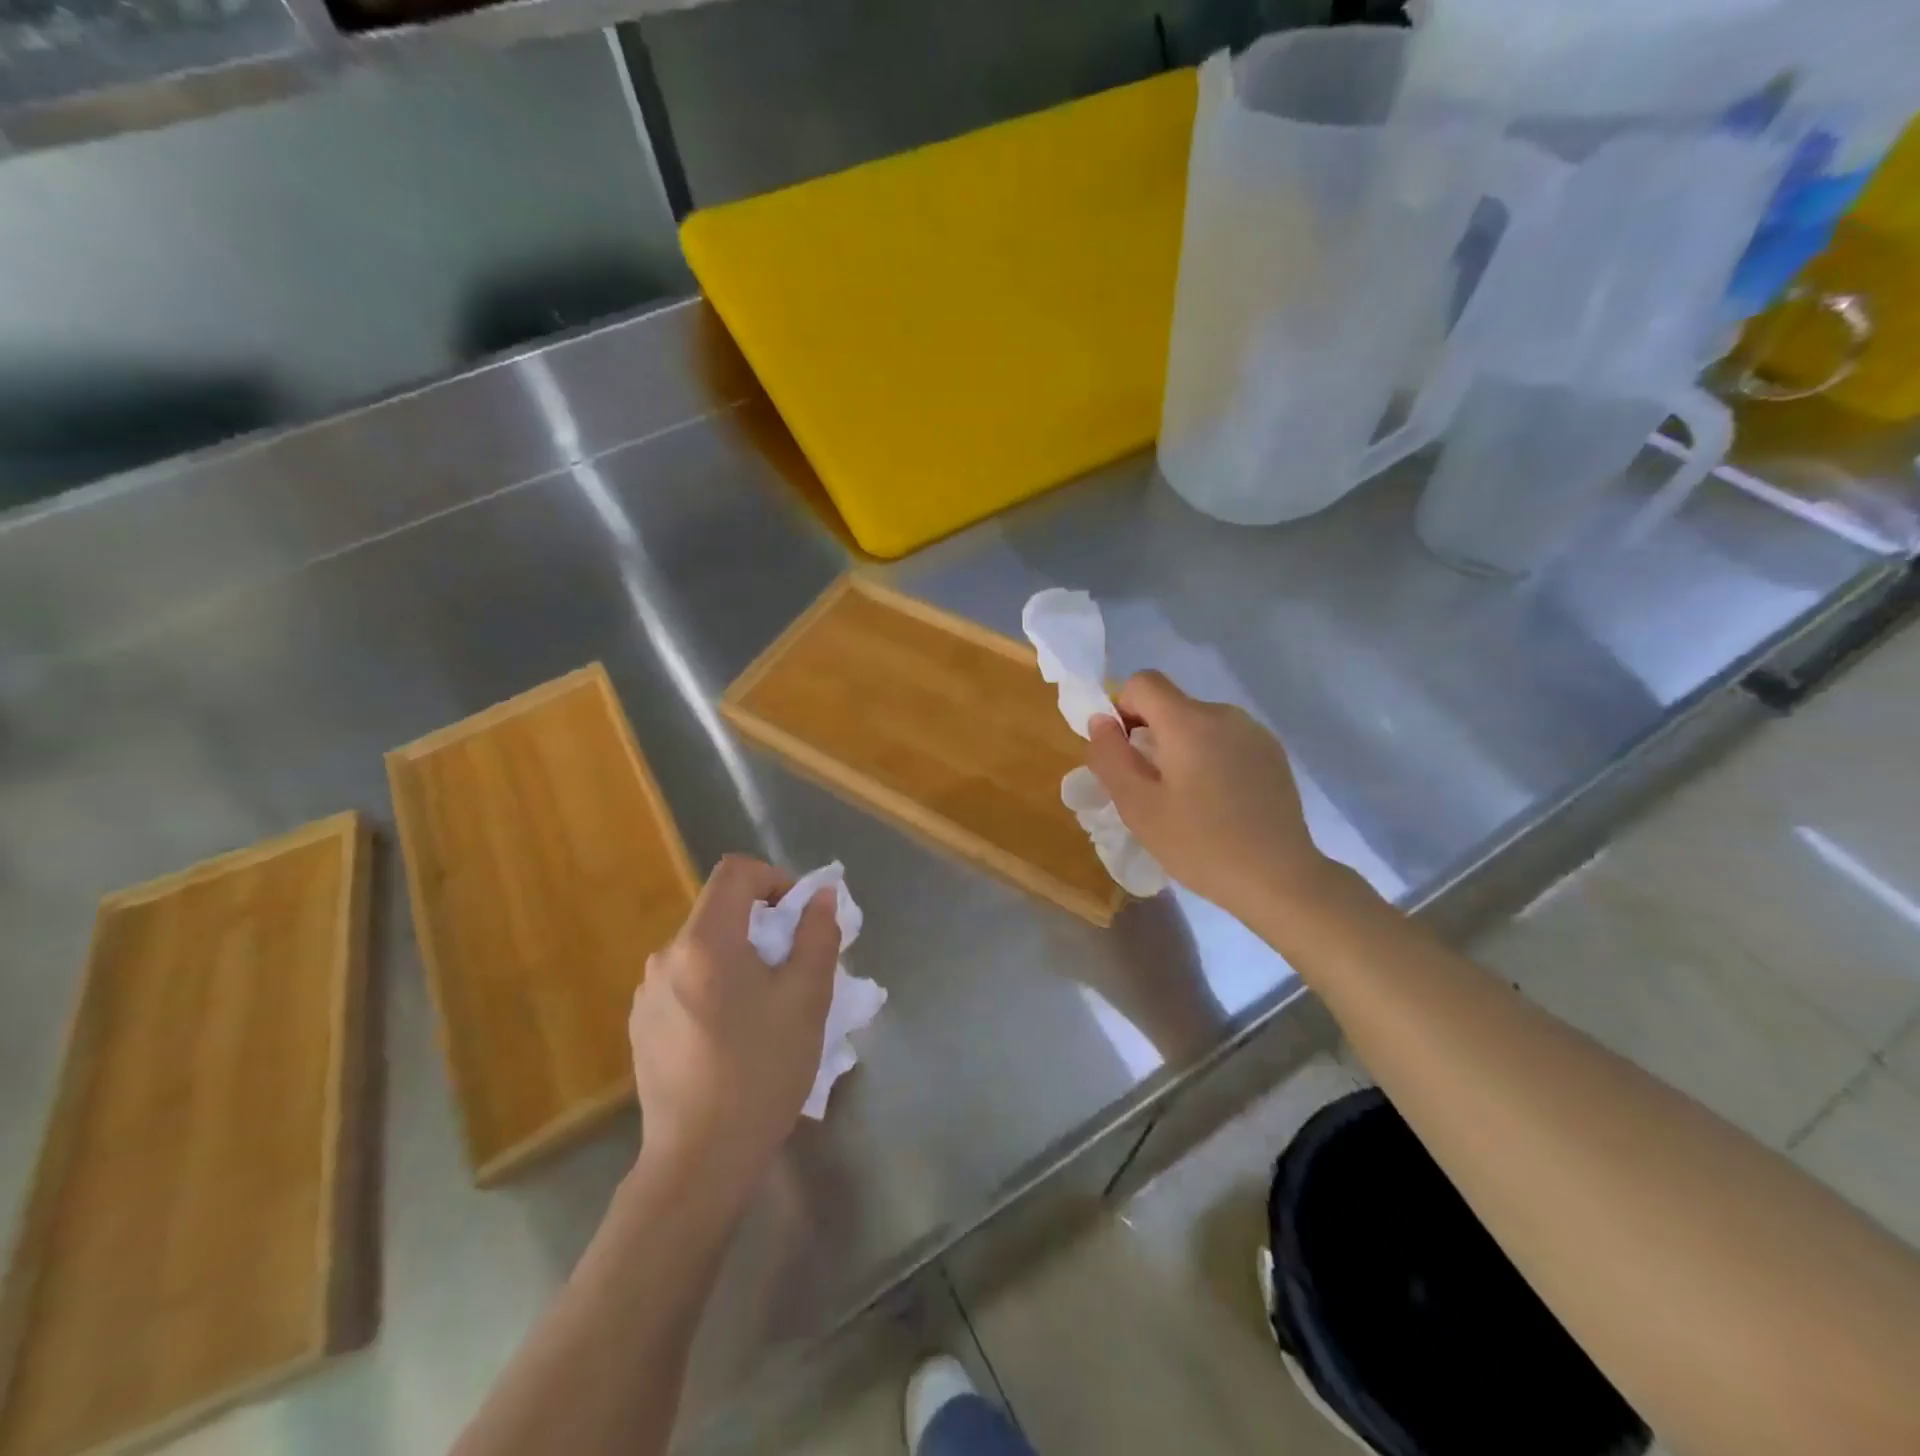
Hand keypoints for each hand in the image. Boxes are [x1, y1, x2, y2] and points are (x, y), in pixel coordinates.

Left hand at [628, 854, 838, 1208]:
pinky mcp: (641, 1026)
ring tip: (769, 1008)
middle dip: (765, 927)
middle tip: (796, 970)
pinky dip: (717, 987)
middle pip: (721, 912)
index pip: (736, 873)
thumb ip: (817, 935)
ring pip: (705, 950)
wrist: (699, 1162)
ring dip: (742, 959)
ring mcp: (647, 993)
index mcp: (704, 942)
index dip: (775, 879)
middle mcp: (666, 957)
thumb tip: (822, 896)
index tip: (801, 918)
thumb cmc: (760, 1072)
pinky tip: (734, 1037)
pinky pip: (687, 982)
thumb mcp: (807, 999)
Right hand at [1087, 671, 1336, 923]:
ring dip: (1181, 747)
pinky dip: (1210, 757)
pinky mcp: (1273, 753)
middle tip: (1152, 789)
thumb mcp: (1138, 806)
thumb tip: (1101, 720)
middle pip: (1171, 704)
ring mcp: (1254, 732)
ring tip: (1188, 800)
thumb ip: (1110, 756)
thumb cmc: (1200, 845)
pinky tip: (1220, 802)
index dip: (1122, 709)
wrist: (1279, 879)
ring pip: (1199, 723)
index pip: (1142, 682)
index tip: (1126, 753)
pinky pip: (1225, 739)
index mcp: (1189, 721)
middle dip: (1151, 734)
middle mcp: (1224, 714)